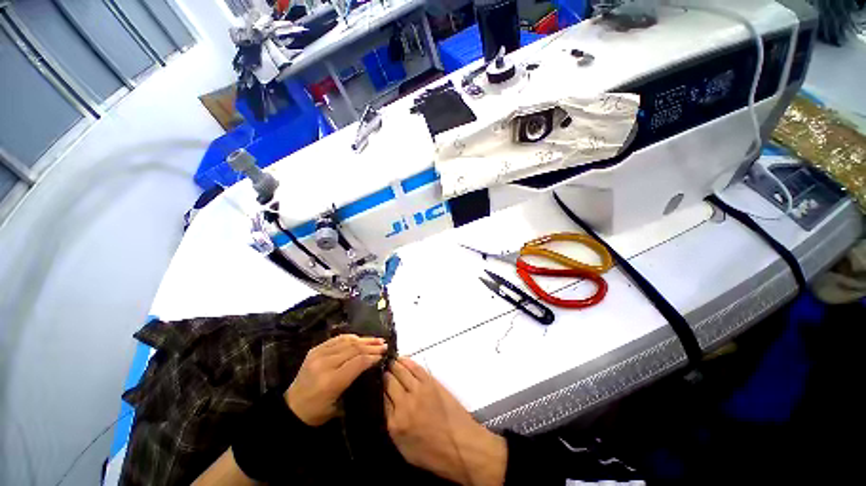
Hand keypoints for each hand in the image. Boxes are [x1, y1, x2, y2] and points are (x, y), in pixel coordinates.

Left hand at [286, 334, 386, 425]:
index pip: (358, 362)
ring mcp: (318, 354)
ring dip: (364, 339)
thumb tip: (372, 365)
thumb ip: (355, 383)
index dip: (373, 356)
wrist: (291, 408)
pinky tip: (360, 338)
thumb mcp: (340, 405)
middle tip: (384, 345)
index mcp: (331, 381)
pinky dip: (351, 338)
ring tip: (376, 340)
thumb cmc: (318, 412)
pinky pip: (337, 339)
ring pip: (347, 341)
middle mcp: (324, 364)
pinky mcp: (314, 349)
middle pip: (354, 349)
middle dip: (371, 346)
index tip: (384, 355)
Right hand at [384, 357, 506, 485]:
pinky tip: (402, 359)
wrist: (461, 445)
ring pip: (401, 371)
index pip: (380, 399)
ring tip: (389, 360)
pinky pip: (415, 368)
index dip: (377, 389)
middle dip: (383, 375)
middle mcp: (404, 403)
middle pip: (388, 382)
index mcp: (395, 424)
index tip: (373, 382)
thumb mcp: (405, 449)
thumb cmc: (434, 454)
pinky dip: (407, 362)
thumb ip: (393, 427)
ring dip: (393, 364)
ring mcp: (418, 390)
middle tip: (379, 369)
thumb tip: (387, 408)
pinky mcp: (431, 383)